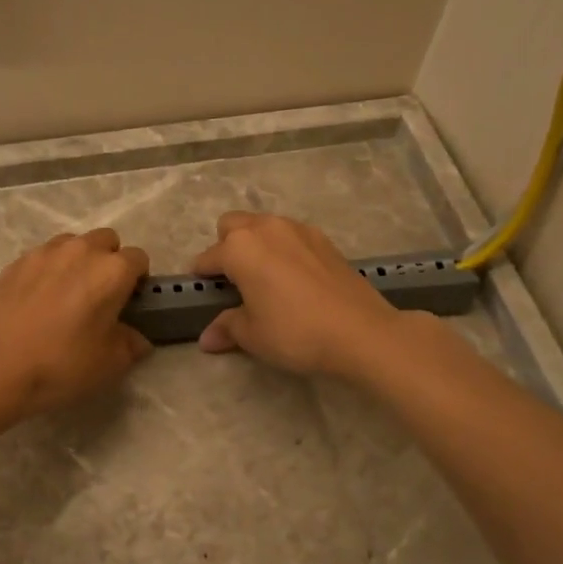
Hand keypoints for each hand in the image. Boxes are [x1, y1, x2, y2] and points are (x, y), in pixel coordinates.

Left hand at [0, 228, 151, 420]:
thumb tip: (136, 338)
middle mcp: (82, 251)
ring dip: (78, 260)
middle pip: (106, 241)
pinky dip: (48, 270)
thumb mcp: (109, 364)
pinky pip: (42, 256)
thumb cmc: (62, 364)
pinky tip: (38, 299)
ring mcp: (45, 252)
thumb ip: (130, 345)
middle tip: (99, 295)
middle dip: (108, 261)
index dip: (137, 280)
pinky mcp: (16, 262)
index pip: (138, 259)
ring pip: (72, 244)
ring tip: (67, 293)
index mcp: (112, 271)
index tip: (128, 303)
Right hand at [191, 213, 403, 380]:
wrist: (360, 332)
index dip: (201, 276)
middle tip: (234, 281)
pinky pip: (291, 236)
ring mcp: (298, 230)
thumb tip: (207, 338)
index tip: (202, 293)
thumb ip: (227, 328)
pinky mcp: (324, 240)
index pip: (208, 258)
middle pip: (232, 225)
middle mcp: (266, 228)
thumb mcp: (253, 335)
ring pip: (264, 226)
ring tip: (264, 279)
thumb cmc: (295, 332)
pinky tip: (294, 280)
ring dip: (256, 245)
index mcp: (240, 247)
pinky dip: (284, 250)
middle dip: (226, 247)